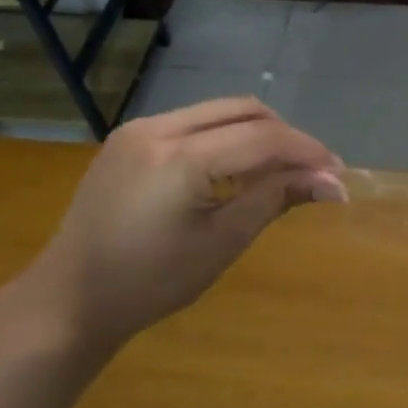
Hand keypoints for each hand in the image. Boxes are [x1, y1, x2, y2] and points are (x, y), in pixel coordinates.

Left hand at [16, 98, 344, 360]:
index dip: (307, 151)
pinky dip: (226, 138)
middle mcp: (158, 128)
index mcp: (180, 159)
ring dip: (257, 134)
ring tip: (279, 172)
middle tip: (312, 172)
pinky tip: (236, 170)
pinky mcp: (130, 138)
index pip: (262, 138)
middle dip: (286, 136)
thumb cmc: (149, 283)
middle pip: (244, 111)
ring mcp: (139, 129)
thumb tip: (330, 183)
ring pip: (219, 111)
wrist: (70, 297)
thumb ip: (274, 200)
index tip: (338, 175)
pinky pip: (193, 123)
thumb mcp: (220, 244)